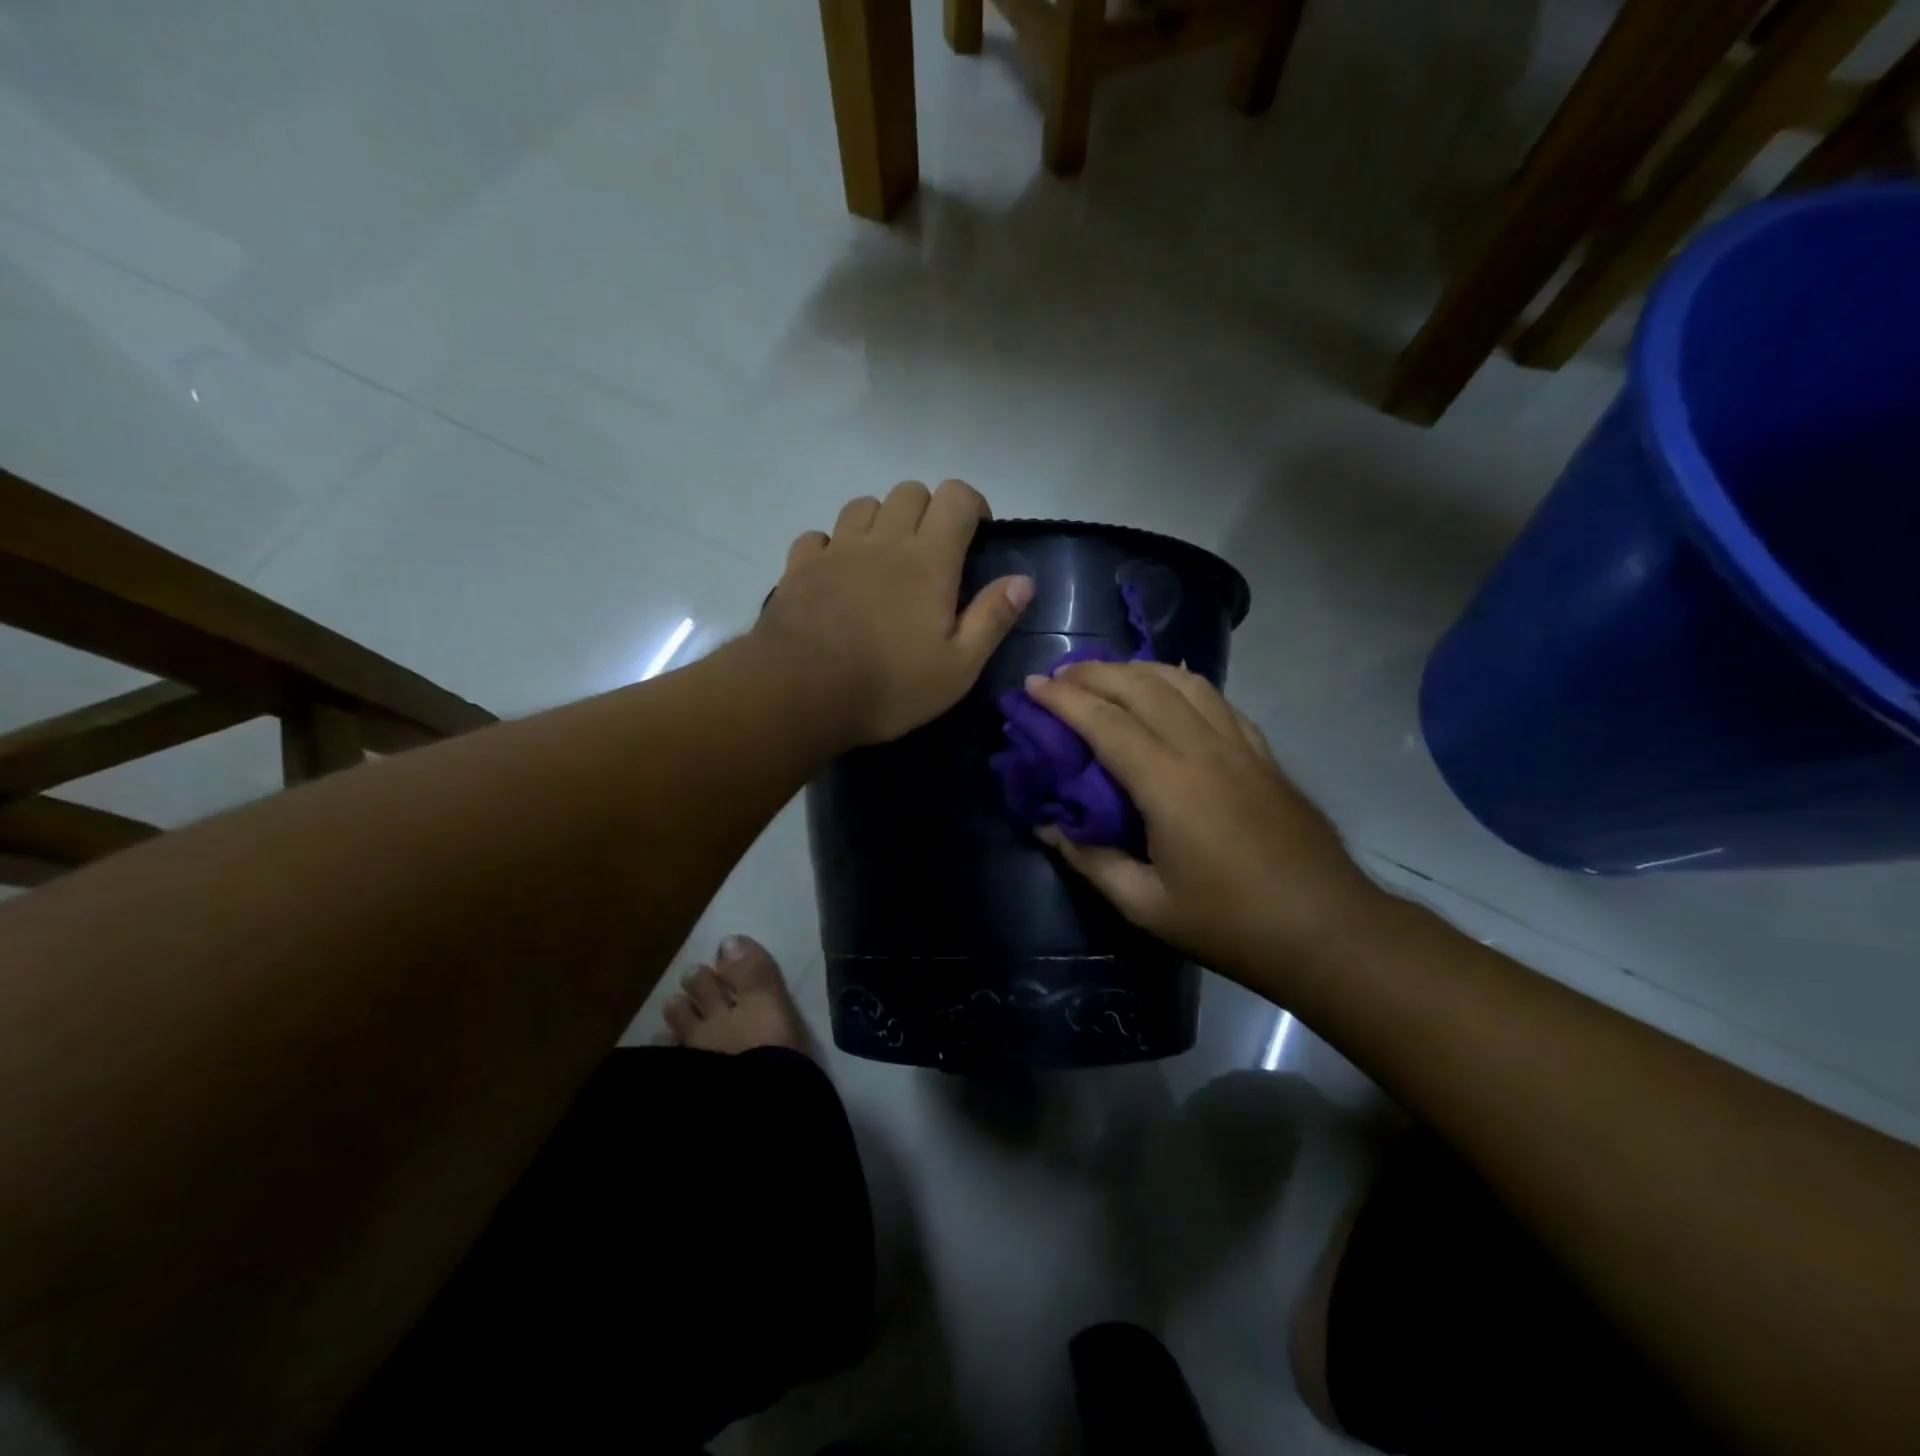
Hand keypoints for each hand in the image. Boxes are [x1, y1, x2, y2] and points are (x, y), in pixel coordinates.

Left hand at [755, 480, 1033, 744]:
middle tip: (933, 553)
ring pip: (864, 505)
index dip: (973, 505)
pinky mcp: (800, 566)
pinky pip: (819, 536)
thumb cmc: (889, 685)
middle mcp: (883, 540)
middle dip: (929, 511)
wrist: (801, 693)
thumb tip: (1023, 580)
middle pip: (910, 491)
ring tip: (885, 560)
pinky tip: (837, 574)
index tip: (978, 535)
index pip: (956, 497)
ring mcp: (837, 549)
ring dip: (881, 521)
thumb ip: (992, 618)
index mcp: (928, 559)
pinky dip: (833, 545)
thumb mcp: (958, 667)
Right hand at [1027, 661, 1384, 988]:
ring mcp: (1239, 745)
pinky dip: (1180, 682)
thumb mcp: (1146, 905)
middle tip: (1058, 676)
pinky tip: (1166, 690)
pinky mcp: (1262, 752)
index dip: (1063, 700)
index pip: (1105, 722)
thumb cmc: (1231, 924)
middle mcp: (1203, 749)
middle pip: (1141, 687)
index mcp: (1169, 784)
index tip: (1030, 686)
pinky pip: (1215, 698)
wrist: (1328, 930)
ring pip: (1181, 682)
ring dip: (1136, 669)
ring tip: (1104, 675)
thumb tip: (1047, 825)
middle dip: (1093, 673)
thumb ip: (1090, 860)